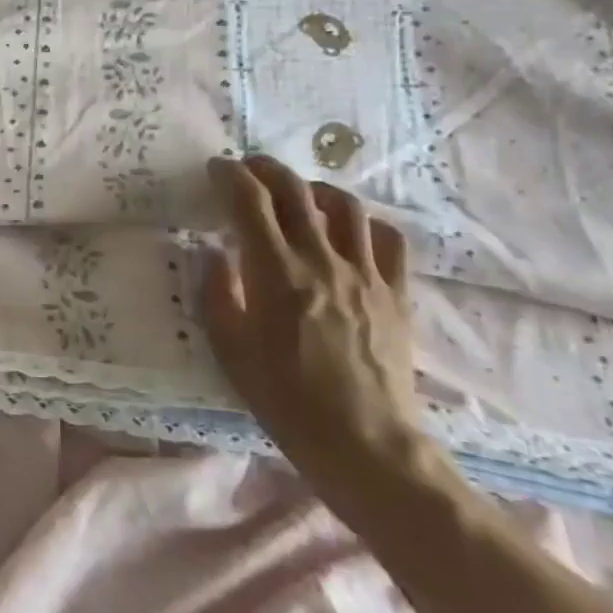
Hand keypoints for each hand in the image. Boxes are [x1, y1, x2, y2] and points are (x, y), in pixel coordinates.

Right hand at [201, 154, 424, 500]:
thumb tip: (216, 255)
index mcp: (277, 274)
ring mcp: (366, 275)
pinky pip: (389, 240)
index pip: (250, 203)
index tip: (216, 168)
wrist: (365, 444)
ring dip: (315, 188)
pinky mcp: (396, 293)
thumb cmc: (287, 401)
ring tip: (299, 192)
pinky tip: (351, 229)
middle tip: (248, 167)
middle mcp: (322, 262)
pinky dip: (365, 222)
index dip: (230, 176)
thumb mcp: (231, 352)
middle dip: (267, 169)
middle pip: (295, 192)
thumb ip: (218, 295)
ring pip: (346, 206)